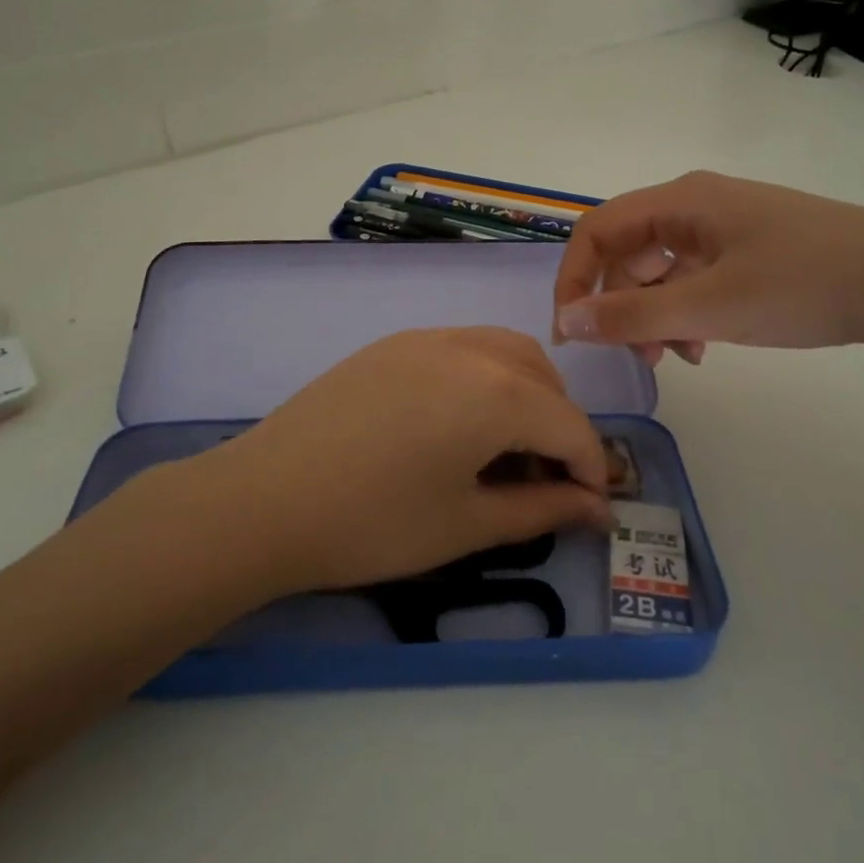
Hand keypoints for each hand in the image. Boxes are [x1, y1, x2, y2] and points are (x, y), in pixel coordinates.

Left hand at [168, 327, 611, 596]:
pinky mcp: (391, 344)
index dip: (591, 469)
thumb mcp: (467, 524)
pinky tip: (454, 422)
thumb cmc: (374, 523)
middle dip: (560, 427)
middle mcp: (469, 349)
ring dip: (525, 393)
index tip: (589, 507)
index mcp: (497, 393)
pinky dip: (483, 377)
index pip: (572, 425)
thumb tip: (598, 509)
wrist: (264, 500)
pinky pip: (461, 347)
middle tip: (544, 480)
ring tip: (503, 448)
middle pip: (543, 379)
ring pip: (504, 351)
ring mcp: (425, 338)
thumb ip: (542, 509)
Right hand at [552, 170, 863, 363]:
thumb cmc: (806, 286)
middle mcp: (698, 205)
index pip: (597, 230)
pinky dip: (688, 312)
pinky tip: (704, 347)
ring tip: (673, 358)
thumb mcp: (712, 307)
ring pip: (663, 269)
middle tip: (631, 355)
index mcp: (682, 202)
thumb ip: (633, 316)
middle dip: (618, 304)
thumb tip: (566, 322)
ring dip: (654, 314)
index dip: (573, 279)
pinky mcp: (754, 249)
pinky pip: (697, 278)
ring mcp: (728, 226)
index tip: (572, 333)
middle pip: (629, 250)